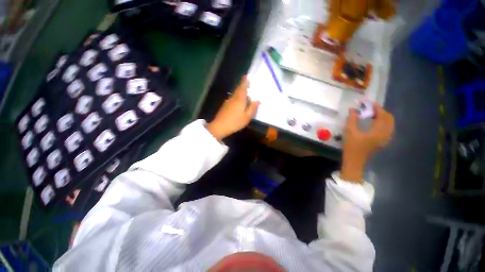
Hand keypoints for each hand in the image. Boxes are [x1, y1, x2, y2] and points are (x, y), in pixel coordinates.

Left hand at [207, 76, 259, 140]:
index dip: (244, 82)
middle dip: (242, 85)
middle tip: (247, 84)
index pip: (242, 87)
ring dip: (239, 92)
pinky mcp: (225, 106)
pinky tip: (239, 102)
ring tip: (245, 94)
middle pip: (238, 89)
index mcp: (240, 99)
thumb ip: (252, 108)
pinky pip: (232, 98)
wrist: (220, 126)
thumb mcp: (247, 117)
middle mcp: (233, 98)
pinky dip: (236, 97)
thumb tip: (257, 101)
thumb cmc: (235, 122)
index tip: (246, 76)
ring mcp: (228, 102)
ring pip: (235, 94)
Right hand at [340, 103, 394, 182]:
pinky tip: (375, 124)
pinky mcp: (382, 142)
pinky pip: (387, 129)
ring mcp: (385, 139)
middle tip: (372, 109)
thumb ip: (352, 119)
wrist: (355, 160)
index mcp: (378, 131)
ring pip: (389, 124)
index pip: (382, 116)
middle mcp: (385, 134)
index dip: (377, 108)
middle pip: (389, 119)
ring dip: (383, 118)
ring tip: (373, 115)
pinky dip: (383, 123)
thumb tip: (353, 109)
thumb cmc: (352, 146)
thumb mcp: (350, 132)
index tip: (371, 103)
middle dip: (382, 112)